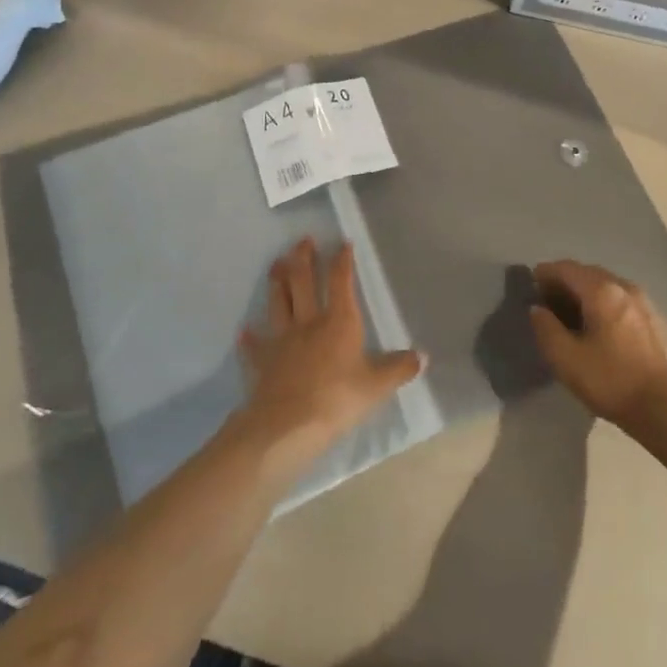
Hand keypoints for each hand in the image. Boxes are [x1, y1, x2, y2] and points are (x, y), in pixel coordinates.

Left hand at [236, 240, 423, 472]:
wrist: (287, 426)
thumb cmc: (337, 399)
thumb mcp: (376, 386)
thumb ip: (398, 369)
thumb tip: (422, 357)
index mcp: (339, 322)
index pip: (341, 282)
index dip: (342, 261)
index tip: (342, 243)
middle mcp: (309, 322)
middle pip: (303, 282)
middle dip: (303, 258)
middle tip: (302, 240)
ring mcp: (282, 340)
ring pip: (278, 303)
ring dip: (277, 281)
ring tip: (276, 263)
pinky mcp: (263, 362)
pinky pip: (255, 346)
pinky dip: (250, 338)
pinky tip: (244, 330)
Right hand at [528, 260, 666, 429]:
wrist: (666, 408)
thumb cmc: (612, 381)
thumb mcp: (567, 360)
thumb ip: (546, 329)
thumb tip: (537, 309)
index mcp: (602, 291)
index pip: (567, 268)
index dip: (545, 273)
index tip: (532, 285)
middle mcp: (624, 286)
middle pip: (588, 273)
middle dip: (565, 282)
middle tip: (548, 301)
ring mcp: (644, 301)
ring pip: (607, 286)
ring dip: (586, 293)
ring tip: (572, 314)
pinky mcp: (655, 319)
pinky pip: (622, 300)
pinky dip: (604, 304)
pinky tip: (600, 326)